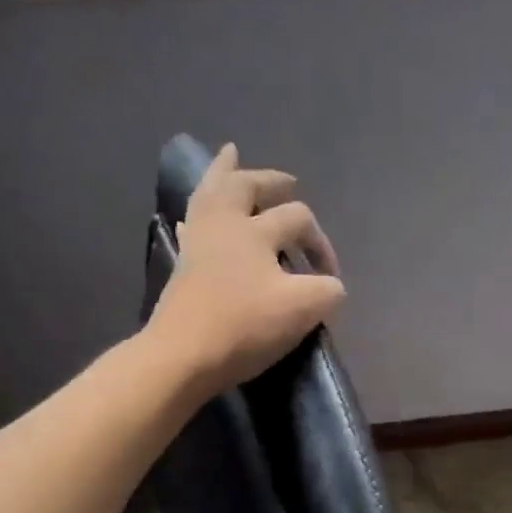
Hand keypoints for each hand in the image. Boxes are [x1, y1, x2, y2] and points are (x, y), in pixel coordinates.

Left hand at [145, 144, 345, 394]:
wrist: (182, 356)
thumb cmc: (243, 327)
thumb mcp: (302, 310)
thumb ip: (327, 291)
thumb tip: (330, 285)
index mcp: (255, 230)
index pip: (298, 219)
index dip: (320, 242)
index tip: (330, 277)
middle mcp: (224, 225)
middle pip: (246, 186)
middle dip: (270, 180)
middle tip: (288, 182)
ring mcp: (198, 243)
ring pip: (210, 193)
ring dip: (224, 174)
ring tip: (230, 155)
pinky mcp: (181, 265)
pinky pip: (190, 225)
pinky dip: (198, 213)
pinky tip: (196, 216)